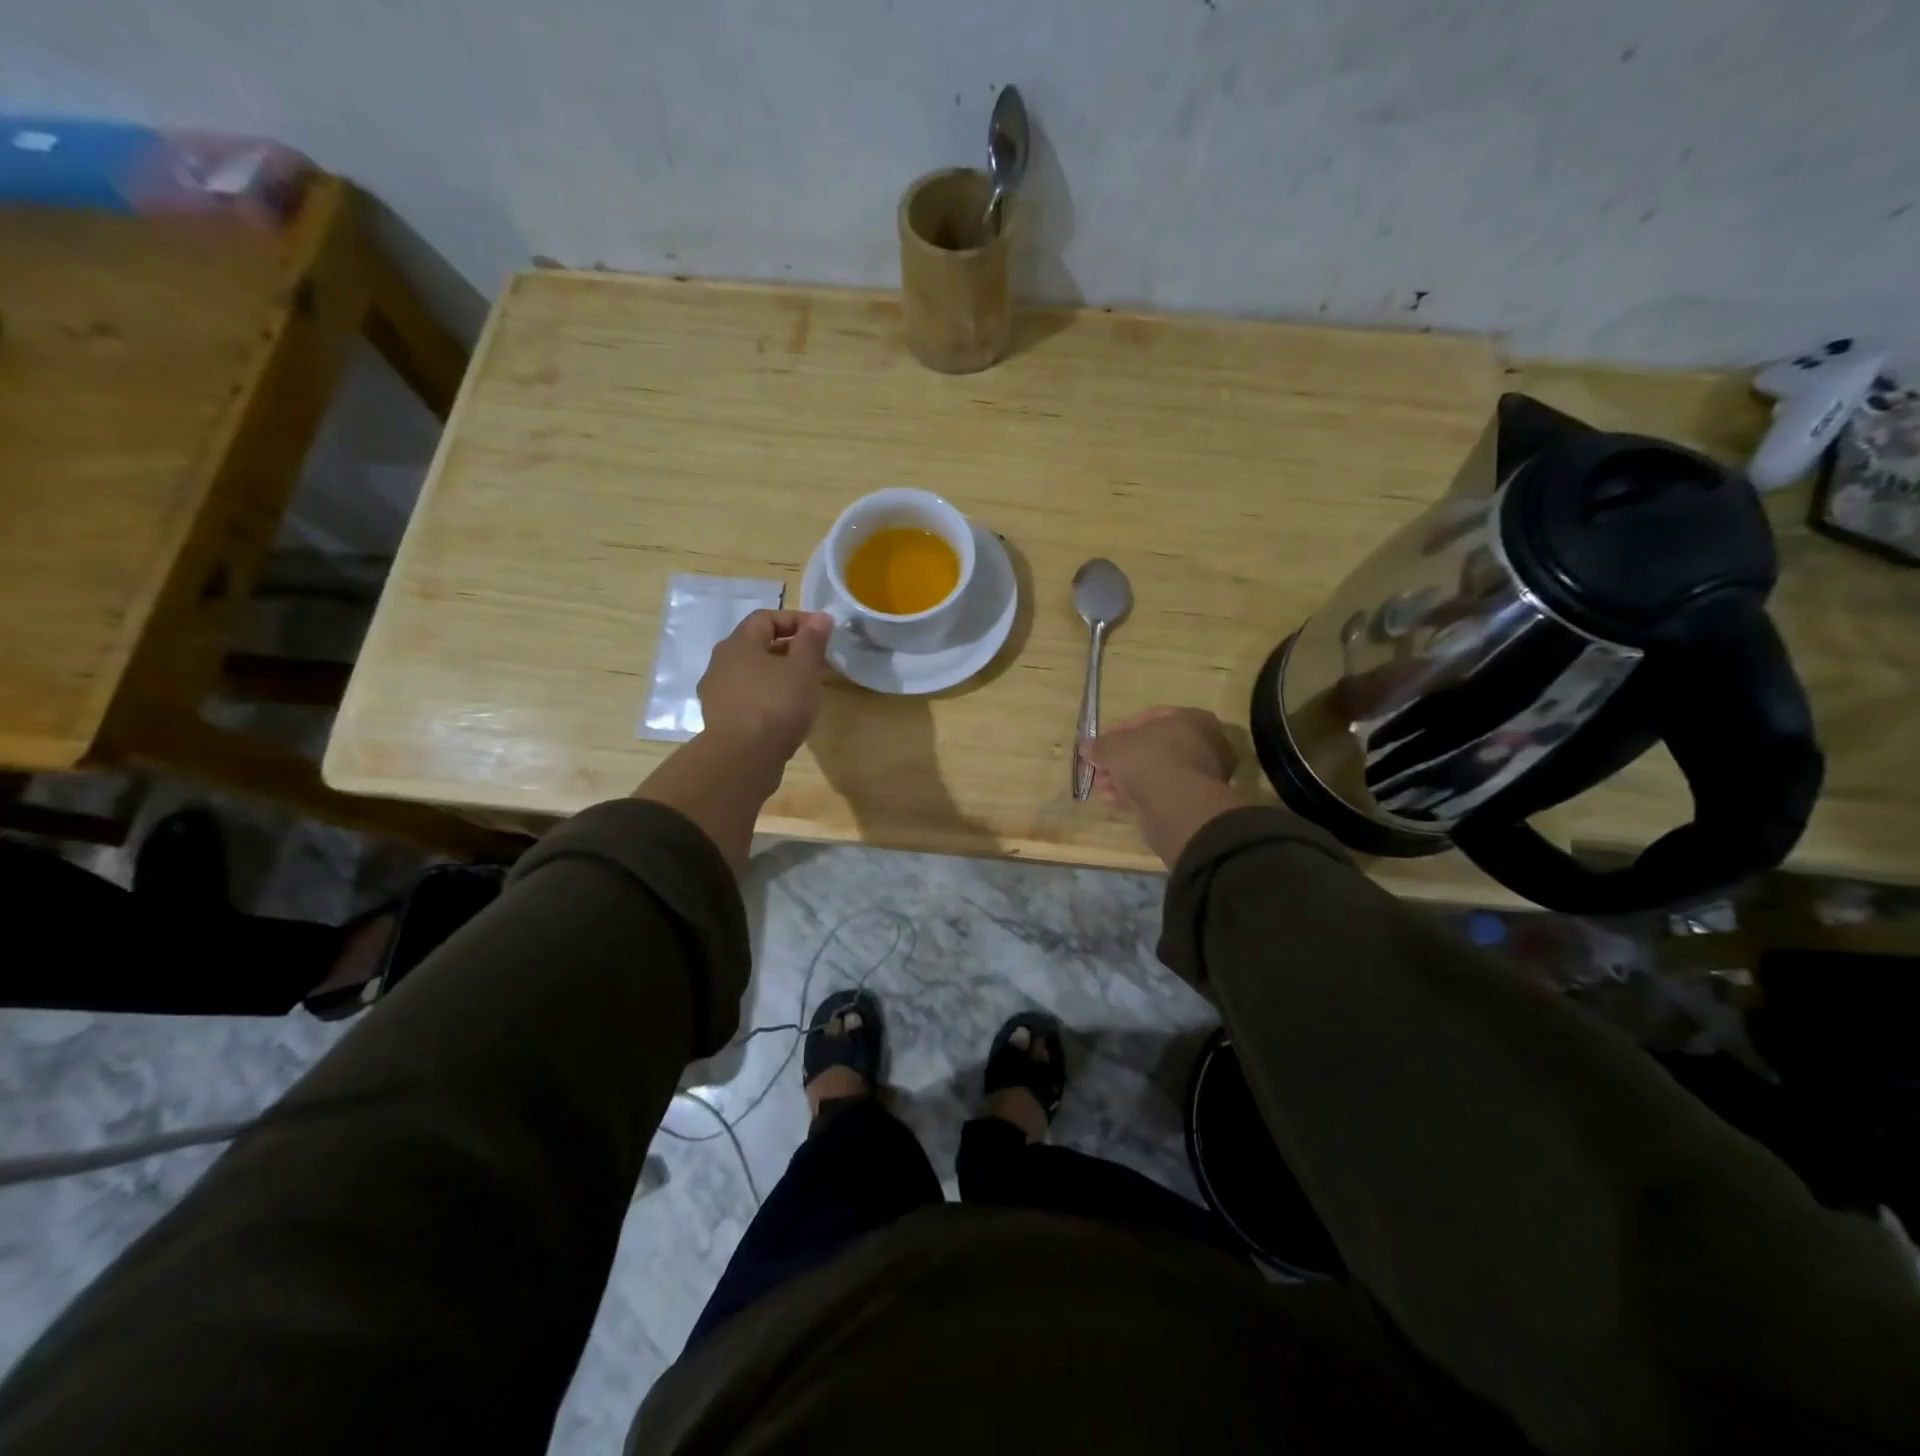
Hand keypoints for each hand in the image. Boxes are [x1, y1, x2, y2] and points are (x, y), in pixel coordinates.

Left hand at [698, 609, 832, 762]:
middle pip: (756, 645)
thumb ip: (812, 641)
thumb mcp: (803, 669)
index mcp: (738, 644)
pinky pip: (747, 698)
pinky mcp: (720, 719)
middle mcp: (721, 663)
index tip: (821, 632)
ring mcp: (716, 693)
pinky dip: (767, 697)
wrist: (742, 759)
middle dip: (787, 648)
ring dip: (776, 675)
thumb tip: (820, 617)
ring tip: (802, 688)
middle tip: (815, 661)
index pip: (766, 618)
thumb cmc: (776, 705)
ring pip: (751, 673)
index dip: (795, 620)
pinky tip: (785, 713)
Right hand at [1084, 706, 1236, 808]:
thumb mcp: (1114, 745)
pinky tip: (1113, 800)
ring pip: (1155, 772)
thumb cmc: (1149, 758)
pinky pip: (1159, 792)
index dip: (1122, 729)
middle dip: (1123, 758)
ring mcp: (1201, 776)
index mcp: (1193, 719)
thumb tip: (1087, 748)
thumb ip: (1100, 745)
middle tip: (1101, 767)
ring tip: (1102, 787)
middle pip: (1154, 747)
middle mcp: (1204, 744)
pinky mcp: (1192, 802)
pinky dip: (1136, 795)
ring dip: (1125, 778)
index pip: (1153, 717)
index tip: (1103, 741)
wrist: (1176, 804)